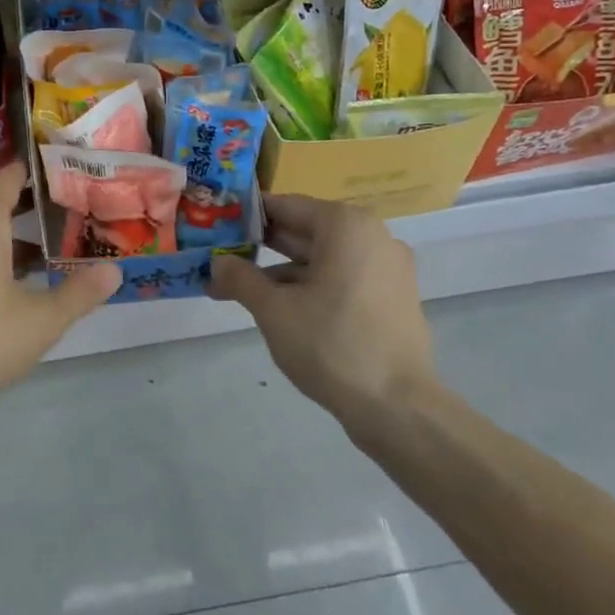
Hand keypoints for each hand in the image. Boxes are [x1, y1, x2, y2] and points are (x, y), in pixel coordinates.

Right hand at [209, 195, 435, 420]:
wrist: (398, 408)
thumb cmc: (331, 344)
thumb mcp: (273, 309)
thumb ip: (240, 277)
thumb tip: (217, 262)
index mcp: (345, 225)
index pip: (284, 206)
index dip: (245, 216)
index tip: (216, 227)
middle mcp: (371, 236)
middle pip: (303, 231)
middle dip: (259, 247)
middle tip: (218, 259)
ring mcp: (386, 268)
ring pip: (321, 258)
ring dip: (280, 272)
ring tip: (236, 291)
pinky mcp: (391, 298)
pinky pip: (341, 279)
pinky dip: (309, 287)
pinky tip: (277, 308)